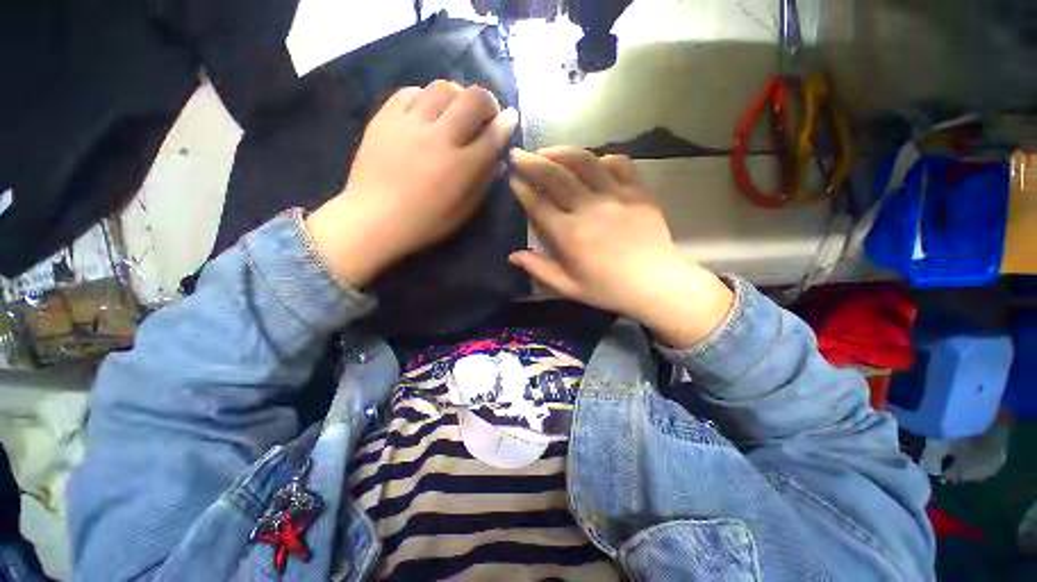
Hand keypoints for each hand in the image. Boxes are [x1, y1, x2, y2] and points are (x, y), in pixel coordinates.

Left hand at [306, 81, 518, 285]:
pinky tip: (426, 112)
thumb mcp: (463, 211)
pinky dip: (425, 97)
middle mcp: (439, 138)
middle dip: (487, 102)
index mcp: (461, 167)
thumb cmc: (425, 223)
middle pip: (473, 98)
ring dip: (457, 96)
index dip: (507, 123)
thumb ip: (483, 183)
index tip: (510, 119)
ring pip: (443, 88)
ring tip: (454, 112)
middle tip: (484, 115)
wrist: (374, 220)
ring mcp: (410, 124)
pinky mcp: (385, 118)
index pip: (493, 134)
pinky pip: (410, 92)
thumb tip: (498, 160)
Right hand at [509, 147, 733, 347]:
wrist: (655, 283)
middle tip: (518, 154)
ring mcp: (615, 195)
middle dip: (532, 162)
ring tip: (547, 151)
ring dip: (561, 152)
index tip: (512, 178)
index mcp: (569, 234)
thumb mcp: (569, 287)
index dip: (522, 189)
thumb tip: (512, 255)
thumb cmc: (608, 289)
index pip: (538, 204)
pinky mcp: (637, 191)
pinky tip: (593, 163)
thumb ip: (539, 269)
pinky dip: (602, 158)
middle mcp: (589, 208)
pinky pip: (619, 163)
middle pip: (555, 175)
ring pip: (584, 161)